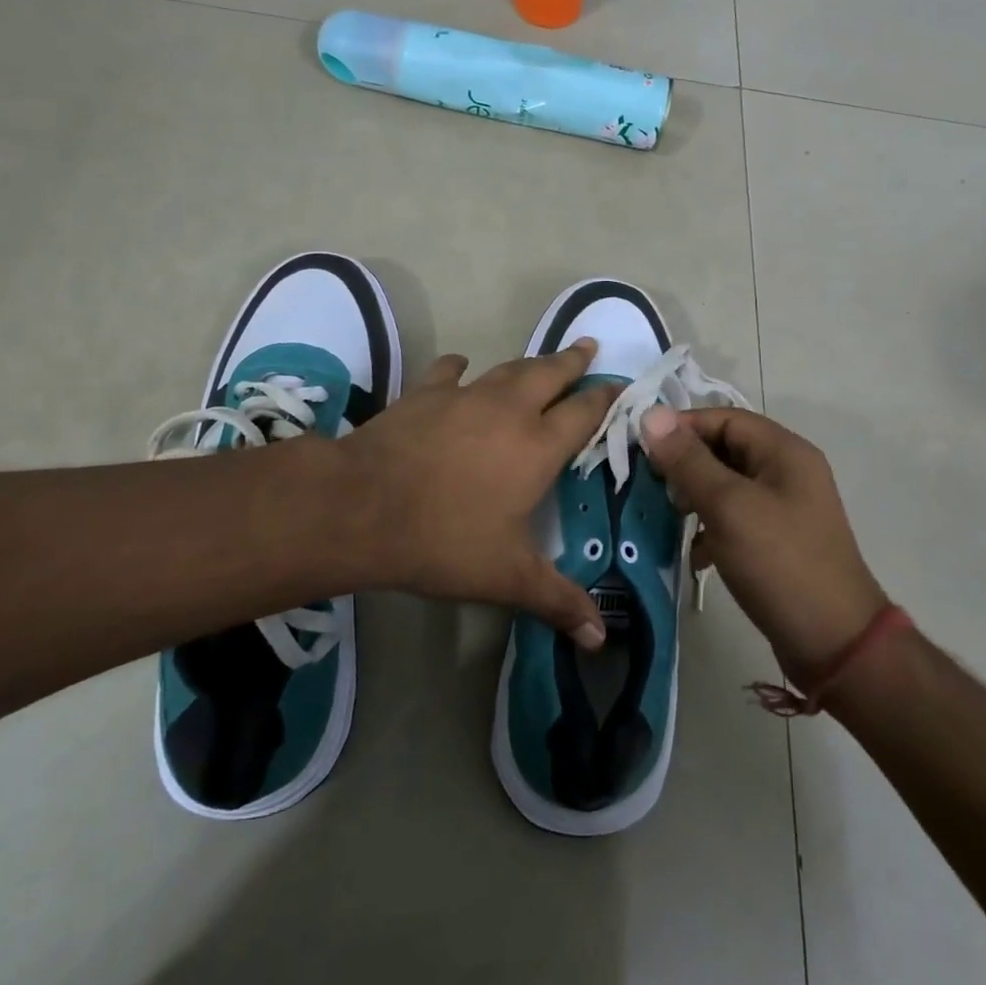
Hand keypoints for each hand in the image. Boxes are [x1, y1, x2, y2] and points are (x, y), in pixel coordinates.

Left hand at [335, 341, 618, 649]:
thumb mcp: (507, 577)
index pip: (584, 412)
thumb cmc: (444, 540)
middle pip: (550, 373)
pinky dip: (460, 368)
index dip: (606, 398)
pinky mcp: (424, 394)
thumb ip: (557, 600)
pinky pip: (449, 372)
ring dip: (529, 362)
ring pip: (507, 368)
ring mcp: (464, 396)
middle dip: (572, 360)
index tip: (622, 385)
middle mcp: (508, 410)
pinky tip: (460, 367)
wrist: (363, 507)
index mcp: (537, 446)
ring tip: (541, 359)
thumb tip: (600, 639)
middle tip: (588, 345)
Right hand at [640, 406, 885, 679]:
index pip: (723, 418)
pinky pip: (735, 518)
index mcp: (784, 451)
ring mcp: (784, 508)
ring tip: (669, 517)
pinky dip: (711, 528)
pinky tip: (694, 553)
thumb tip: (650, 413)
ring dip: (695, 497)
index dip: (681, 427)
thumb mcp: (729, 506)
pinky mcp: (777, 541)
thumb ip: (688, 460)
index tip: (642, 449)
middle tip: (653, 487)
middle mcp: (787, 471)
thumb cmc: (780, 563)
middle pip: (724, 449)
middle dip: (685, 464)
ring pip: (726, 485)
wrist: (835, 645)